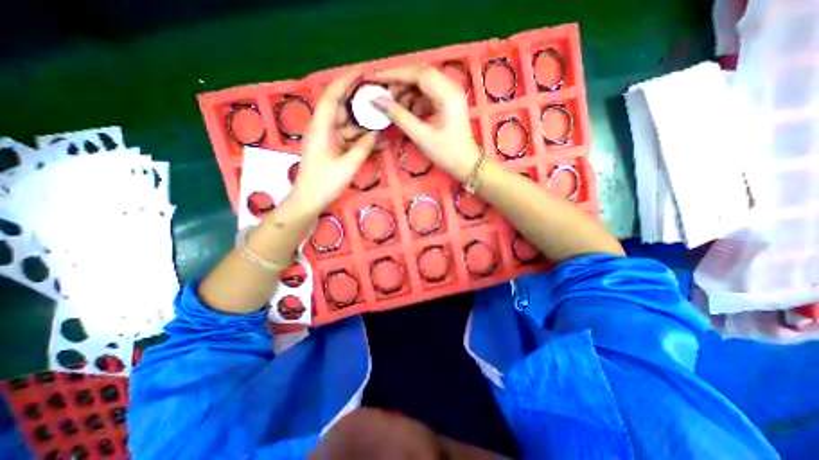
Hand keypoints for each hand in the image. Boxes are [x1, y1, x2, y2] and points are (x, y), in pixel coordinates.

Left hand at [288, 68, 377, 212]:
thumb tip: (375, 134)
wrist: (309, 200)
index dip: (347, 80)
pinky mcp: (331, 148)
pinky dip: (360, 138)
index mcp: (321, 127)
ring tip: (382, 118)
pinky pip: (348, 138)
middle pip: (341, 107)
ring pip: (346, 124)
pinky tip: (376, 140)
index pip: (333, 95)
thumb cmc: (325, 183)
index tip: (365, 72)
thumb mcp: (348, 166)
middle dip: (359, 101)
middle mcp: (322, 128)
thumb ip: (363, 148)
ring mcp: (327, 139)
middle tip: (379, 97)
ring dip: (363, 122)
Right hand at [370, 65, 480, 182]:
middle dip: (399, 83)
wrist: (466, 163)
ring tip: (394, 108)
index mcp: (447, 94)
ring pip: (422, 84)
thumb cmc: (447, 153)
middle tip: (383, 95)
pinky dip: (414, 101)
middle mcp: (450, 87)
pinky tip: (408, 113)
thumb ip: (399, 116)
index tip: (374, 78)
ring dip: (406, 93)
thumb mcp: (421, 136)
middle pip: (419, 75)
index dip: (394, 74)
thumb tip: (377, 100)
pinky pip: (426, 94)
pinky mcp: (447, 101)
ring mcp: (450, 93)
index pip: (417, 73)